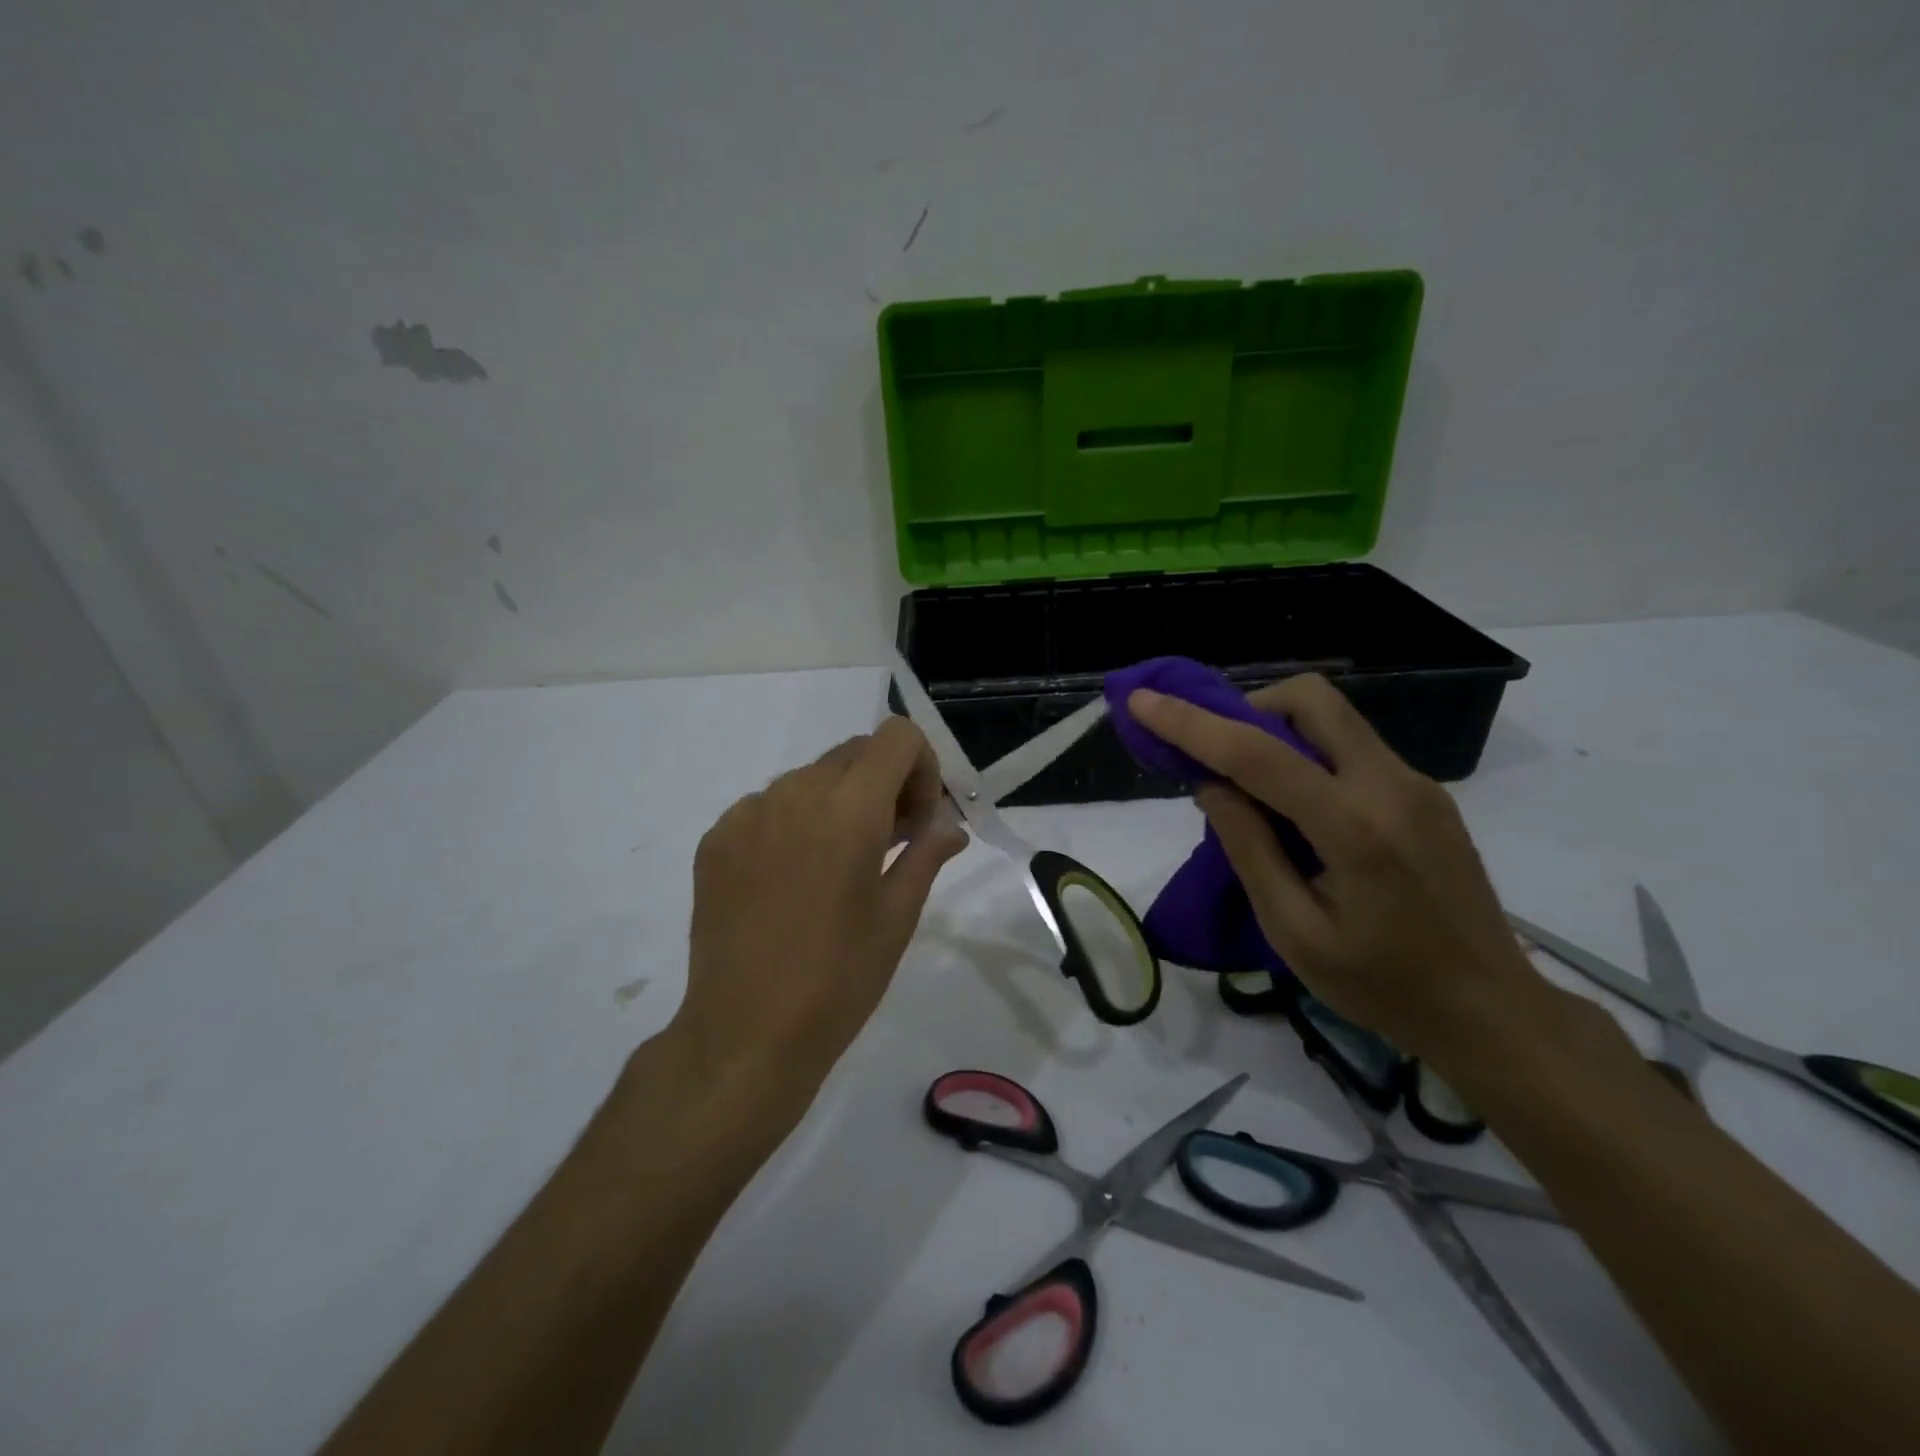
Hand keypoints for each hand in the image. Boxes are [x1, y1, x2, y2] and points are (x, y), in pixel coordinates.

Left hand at [670, 718, 967, 1122]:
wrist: (746, 1032)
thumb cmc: (840, 978)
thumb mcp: (898, 915)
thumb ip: (927, 854)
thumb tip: (951, 826)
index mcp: (849, 807)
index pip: (896, 736)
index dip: (920, 767)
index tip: (918, 821)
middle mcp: (795, 792)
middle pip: (854, 753)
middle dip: (884, 784)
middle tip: (889, 843)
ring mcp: (748, 812)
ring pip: (810, 778)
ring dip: (837, 803)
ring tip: (836, 866)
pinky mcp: (716, 837)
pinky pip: (768, 806)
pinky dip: (793, 823)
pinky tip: (790, 880)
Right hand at [1127, 675, 1544, 1062]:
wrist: (1493, 1012)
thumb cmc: (1383, 986)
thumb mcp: (1294, 932)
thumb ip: (1248, 849)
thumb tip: (1210, 784)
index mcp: (1355, 828)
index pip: (1258, 754)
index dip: (1191, 723)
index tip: (1142, 701)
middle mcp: (1392, 785)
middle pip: (1311, 700)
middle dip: (1247, 708)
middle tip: (1215, 752)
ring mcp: (1416, 784)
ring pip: (1333, 718)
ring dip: (1277, 730)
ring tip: (1250, 787)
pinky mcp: (1425, 793)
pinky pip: (1352, 747)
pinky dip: (1308, 755)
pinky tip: (1296, 809)